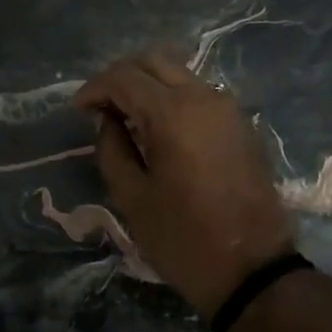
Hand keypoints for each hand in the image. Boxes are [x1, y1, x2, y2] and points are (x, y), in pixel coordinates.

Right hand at [74, 49, 295, 320]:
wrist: (253, 270)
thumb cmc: (183, 238)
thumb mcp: (132, 198)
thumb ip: (112, 149)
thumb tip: (108, 121)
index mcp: (173, 114)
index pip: (123, 77)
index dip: (94, 88)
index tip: (77, 111)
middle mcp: (203, 98)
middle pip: (154, 61)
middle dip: (120, 77)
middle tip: (100, 106)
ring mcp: (228, 109)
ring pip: (179, 74)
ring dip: (148, 85)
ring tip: (126, 118)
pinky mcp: (241, 125)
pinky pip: (198, 94)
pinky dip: (171, 98)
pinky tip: (158, 129)